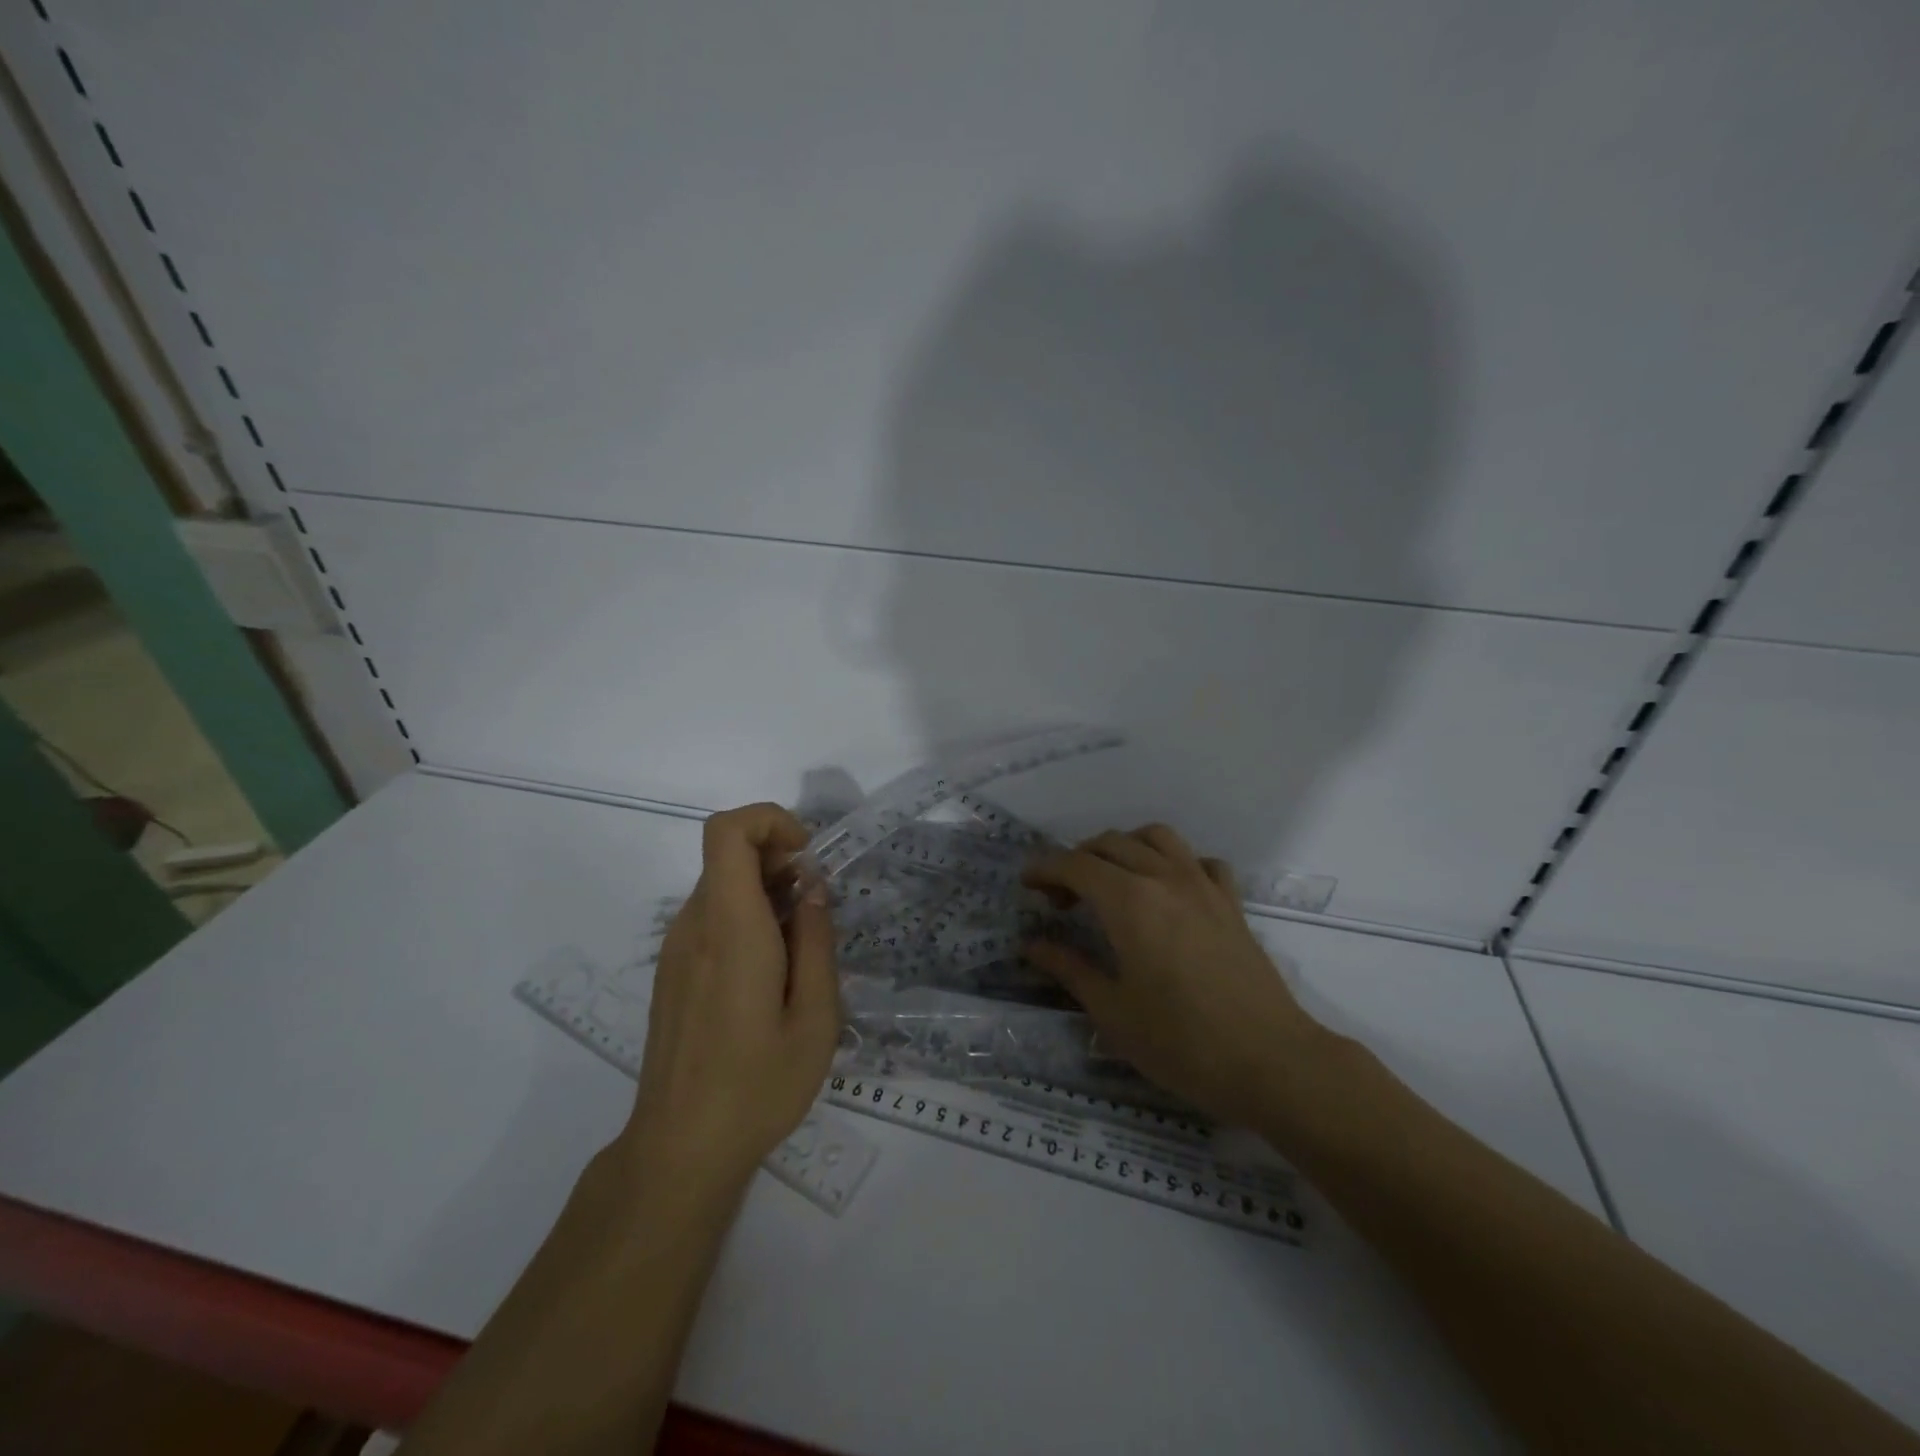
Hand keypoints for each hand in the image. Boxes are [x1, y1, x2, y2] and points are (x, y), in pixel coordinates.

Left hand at [620, 804, 839, 1200]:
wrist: (680, 1149)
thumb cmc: (758, 1085)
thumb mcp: (816, 1018)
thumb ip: (818, 941)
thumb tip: (812, 887)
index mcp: (730, 928)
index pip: (727, 830)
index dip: (769, 820)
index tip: (807, 857)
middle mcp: (694, 926)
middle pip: (729, 854)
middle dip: (780, 861)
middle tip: (817, 912)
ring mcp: (675, 948)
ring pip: (722, 885)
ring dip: (766, 892)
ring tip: (800, 950)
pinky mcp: (672, 970)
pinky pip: (711, 917)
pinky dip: (746, 917)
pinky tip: (770, 973)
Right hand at [1023, 824, 1327, 1127]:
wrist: (1270, 1062)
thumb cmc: (1181, 1042)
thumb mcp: (1112, 1012)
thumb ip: (1069, 968)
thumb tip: (1032, 945)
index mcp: (1129, 901)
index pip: (1075, 865)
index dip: (1045, 869)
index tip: (1026, 885)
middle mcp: (1164, 878)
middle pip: (1110, 843)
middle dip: (1077, 861)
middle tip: (1061, 900)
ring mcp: (1203, 886)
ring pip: (1156, 837)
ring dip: (1124, 847)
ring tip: (1111, 880)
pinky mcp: (1231, 903)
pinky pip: (1199, 861)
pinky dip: (1175, 863)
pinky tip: (1168, 891)